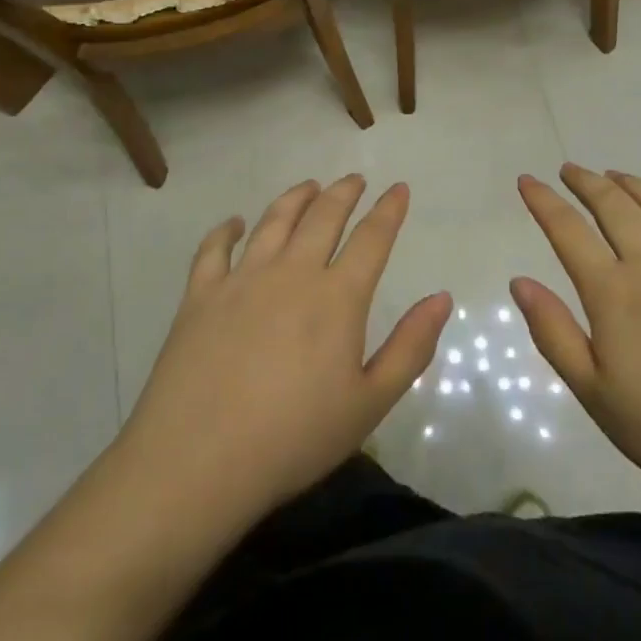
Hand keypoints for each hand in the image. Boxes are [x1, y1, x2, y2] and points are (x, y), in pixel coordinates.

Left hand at [113, 176, 451, 535]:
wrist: (198, 461)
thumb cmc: (294, 439)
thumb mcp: (369, 403)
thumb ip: (410, 347)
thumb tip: (442, 297)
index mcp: (337, 297)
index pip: (372, 238)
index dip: (389, 210)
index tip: (398, 188)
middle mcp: (292, 273)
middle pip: (322, 217)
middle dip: (344, 193)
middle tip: (355, 179)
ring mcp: (241, 279)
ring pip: (273, 222)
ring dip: (295, 198)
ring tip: (309, 186)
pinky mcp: (200, 296)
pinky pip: (214, 249)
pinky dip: (226, 230)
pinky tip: (234, 224)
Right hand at [512, 164, 640, 527]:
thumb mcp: (595, 394)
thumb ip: (554, 333)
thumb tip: (520, 282)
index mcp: (614, 293)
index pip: (568, 231)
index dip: (543, 201)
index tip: (527, 180)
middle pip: (615, 205)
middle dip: (586, 182)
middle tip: (569, 170)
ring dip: (632, 184)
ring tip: (614, 176)